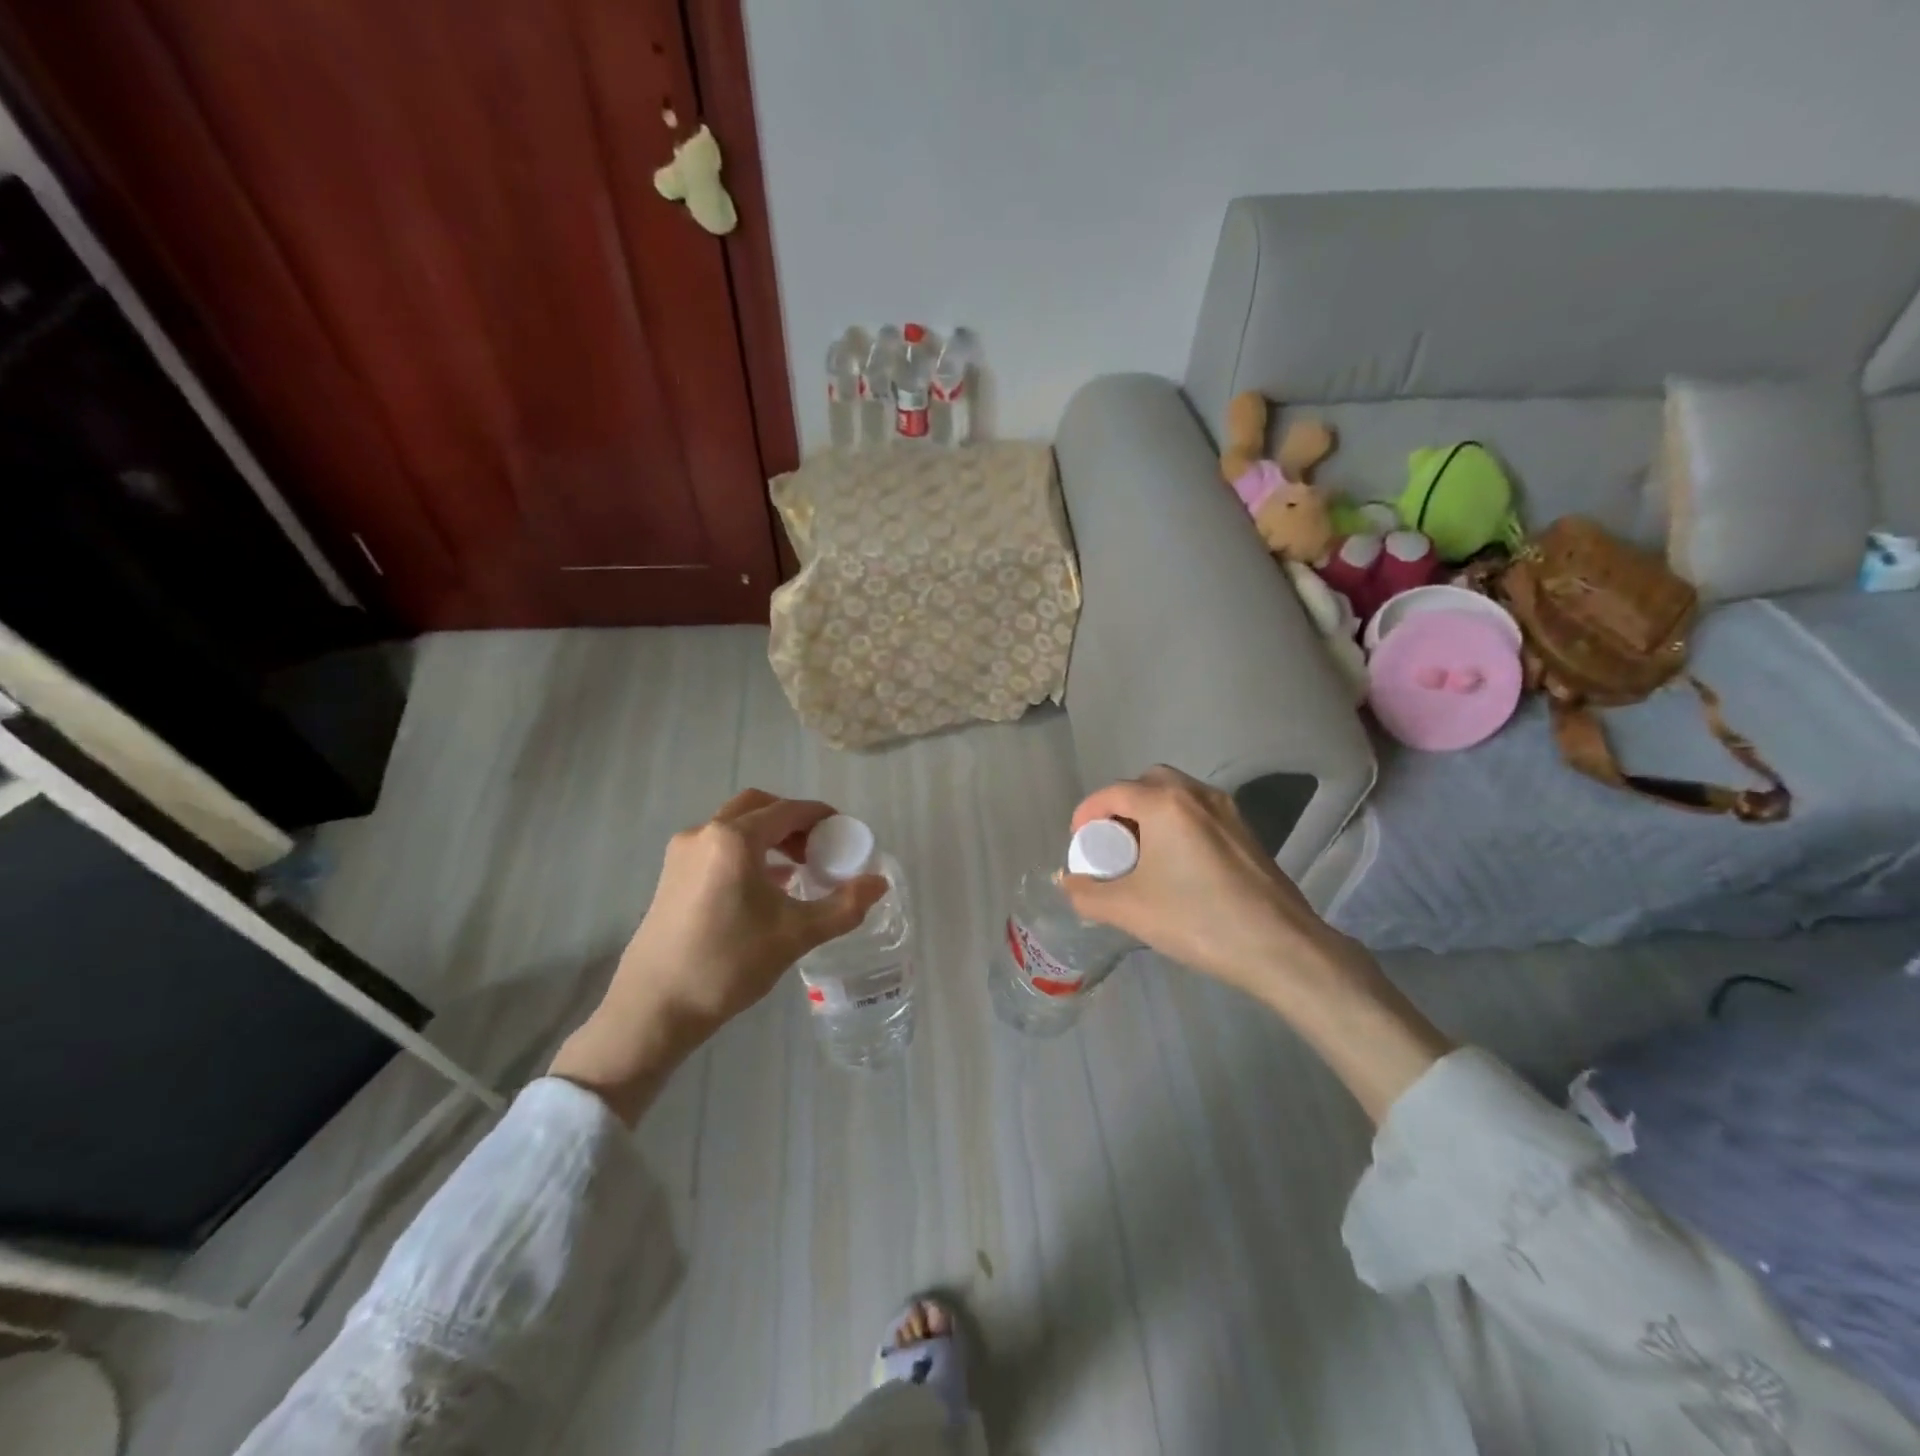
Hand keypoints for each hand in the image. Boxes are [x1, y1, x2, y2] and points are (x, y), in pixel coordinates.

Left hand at [551, 790, 886, 1122]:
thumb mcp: (795, 935)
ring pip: (734, 826)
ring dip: (768, 836)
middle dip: (792, 821)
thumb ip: (843, 906)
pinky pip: (717, 846)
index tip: (845, 832)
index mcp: (734, 838)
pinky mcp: (671, 876)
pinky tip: (763, 888)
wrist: (653, 1009)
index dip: (821, 816)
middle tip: (819, 847)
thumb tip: (880, 883)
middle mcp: (704, 833)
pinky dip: (746, 852)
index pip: (789, 810)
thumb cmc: (728, 964)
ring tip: (796, 869)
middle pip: (758, 807)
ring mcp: (682, 853)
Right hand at [1061, 767, 1451, 1122]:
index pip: (1112, 793)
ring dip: (1150, 815)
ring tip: (1140, 855)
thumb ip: (1087, 893)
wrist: (1280, 947)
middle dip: (1120, 807)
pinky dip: (1176, 825)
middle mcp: (1196, 794)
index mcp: (1165, 803)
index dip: (1086, 814)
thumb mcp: (1129, 909)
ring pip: (1175, 796)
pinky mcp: (1246, 831)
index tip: (1078, 844)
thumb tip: (1068, 883)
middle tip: (1110, 843)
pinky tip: (1175, 866)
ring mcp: (1227, 810)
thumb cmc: (1197, 920)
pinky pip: (1198, 813)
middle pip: (1146, 784)